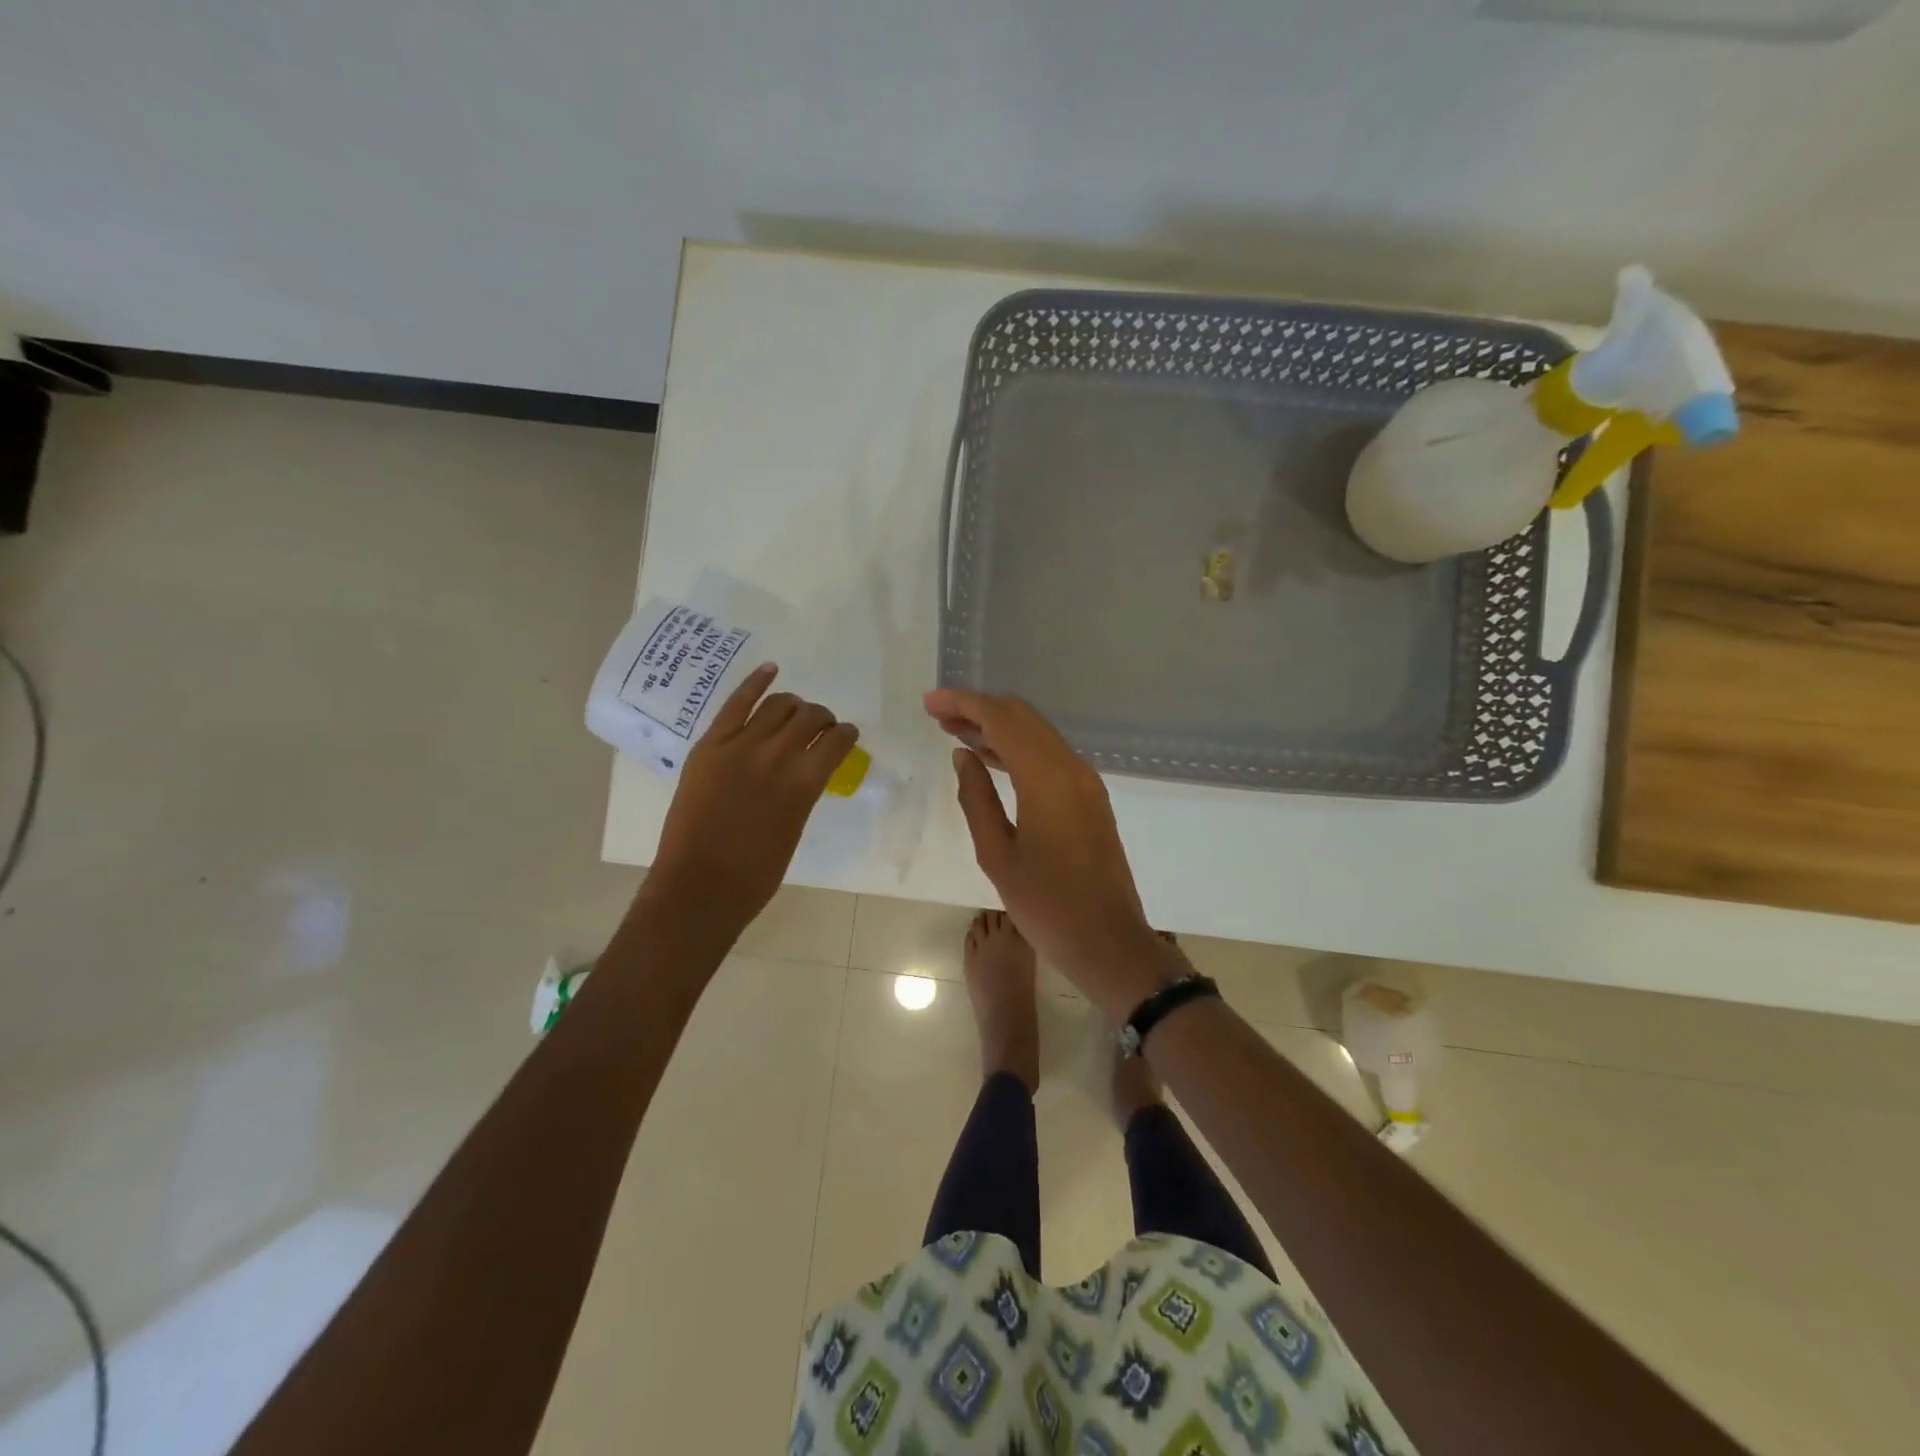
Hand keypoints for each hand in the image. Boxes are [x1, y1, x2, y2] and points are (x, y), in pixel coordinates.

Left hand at [648, 664, 859, 940]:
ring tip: (794, 712)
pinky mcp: (710, 745)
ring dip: (794, 705)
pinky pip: (736, 703)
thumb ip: (804, 792)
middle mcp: (777, 755)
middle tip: (819, 727)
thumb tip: (808, 769)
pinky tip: (770, 670)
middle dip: (821, 718)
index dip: (846, 734)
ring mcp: (740, 746)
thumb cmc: (756, 873)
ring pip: (778, 705)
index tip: (846, 735)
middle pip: (809, 716)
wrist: (699, 886)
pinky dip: (756, 682)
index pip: (837, 740)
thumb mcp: (795, 827)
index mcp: (805, 783)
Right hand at [923, 687, 1179, 1019]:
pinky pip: (1049, 756)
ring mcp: (1085, 781)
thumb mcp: (997, 855)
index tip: (930, 702)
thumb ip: (976, 798)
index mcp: (1047, 779)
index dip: (964, 704)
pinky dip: (1017, 748)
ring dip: (997, 727)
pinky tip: (989, 758)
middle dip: (979, 709)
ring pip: (1037, 734)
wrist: (1108, 941)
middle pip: (1022, 718)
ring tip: (954, 732)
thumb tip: (962, 755)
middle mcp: (1071, 768)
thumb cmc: (1046, 905)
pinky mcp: (1089, 796)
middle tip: (938, 715)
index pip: (1002, 720)